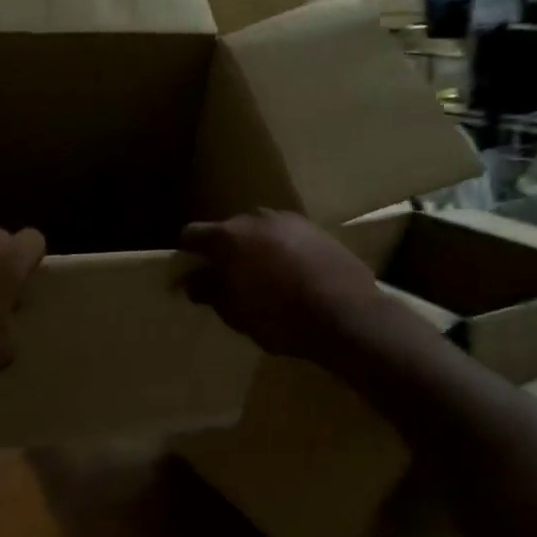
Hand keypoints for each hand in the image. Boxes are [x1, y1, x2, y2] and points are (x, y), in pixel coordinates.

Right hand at [179, 211, 384, 364]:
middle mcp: (258, 218)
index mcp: (230, 236)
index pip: (193, 234)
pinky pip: (287, 237)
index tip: (190, 274)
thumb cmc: (283, 318)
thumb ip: (210, 291)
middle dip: (224, 251)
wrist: (350, 316)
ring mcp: (291, 221)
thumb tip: (192, 280)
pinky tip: (292, 277)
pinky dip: (282, 252)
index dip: (187, 254)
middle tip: (229, 280)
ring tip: (264, 279)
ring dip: (255, 250)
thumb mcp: (237, 313)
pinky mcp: (318, 230)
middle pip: (229, 230)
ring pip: (260, 232)